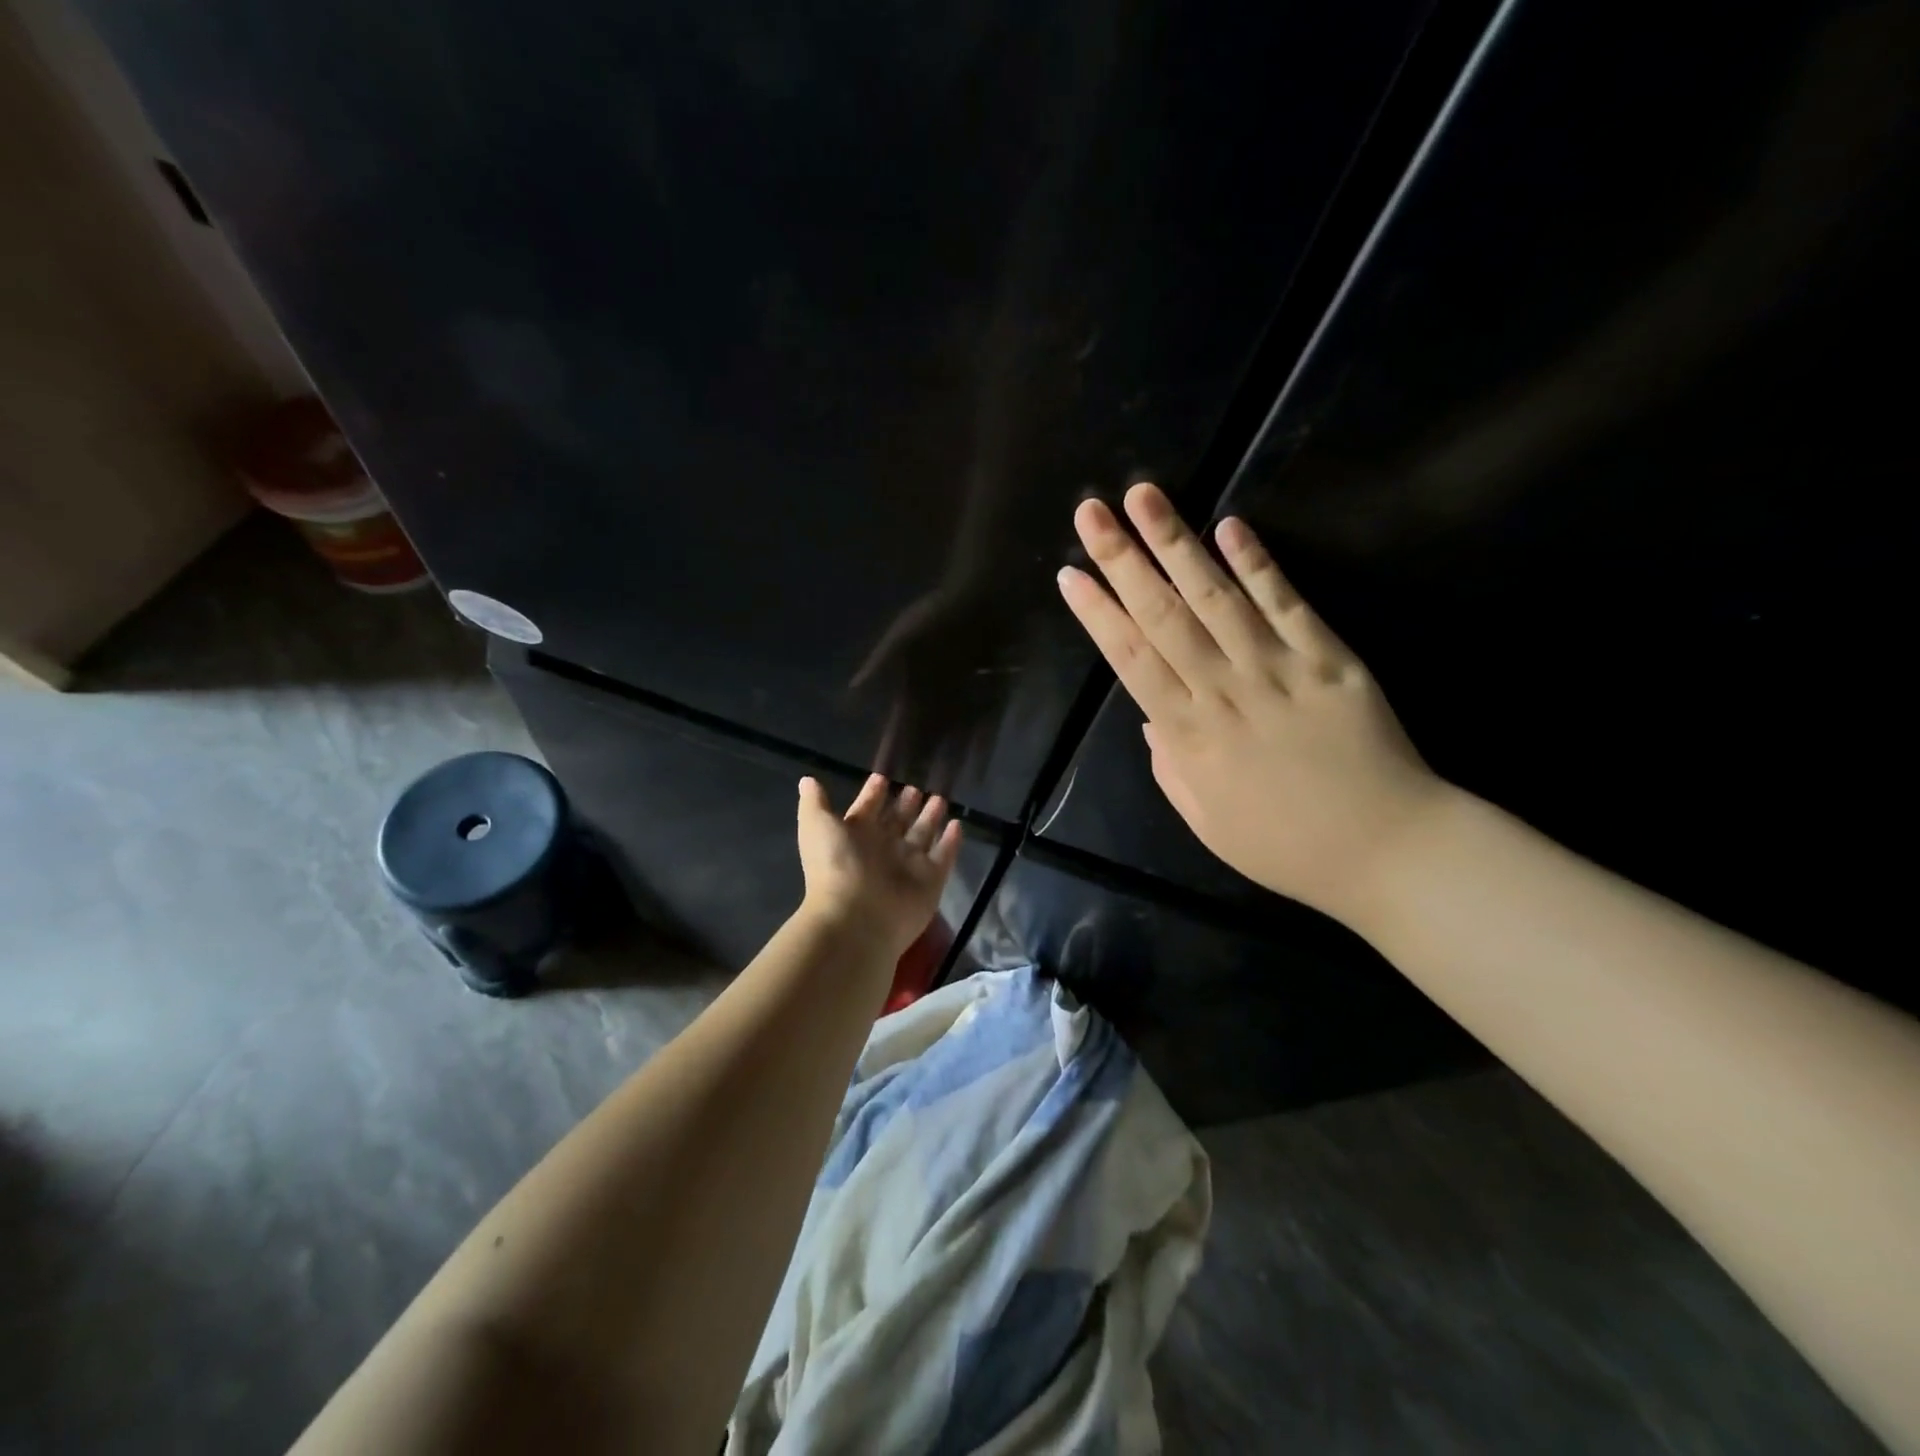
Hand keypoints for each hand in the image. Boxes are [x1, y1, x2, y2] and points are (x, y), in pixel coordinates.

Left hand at [796, 773, 963, 958]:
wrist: (856, 918)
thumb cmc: (836, 866)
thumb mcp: (817, 826)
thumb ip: (814, 802)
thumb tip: (807, 780)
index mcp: (855, 835)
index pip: (867, 809)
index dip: (873, 794)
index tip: (882, 778)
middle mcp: (882, 849)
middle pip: (897, 821)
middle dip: (906, 804)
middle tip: (917, 787)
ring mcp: (908, 865)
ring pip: (922, 835)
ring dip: (930, 817)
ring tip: (940, 799)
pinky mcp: (931, 881)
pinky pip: (944, 856)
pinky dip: (951, 841)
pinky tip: (958, 824)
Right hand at [1056, 482, 1449, 926]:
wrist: (1388, 850)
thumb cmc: (1286, 846)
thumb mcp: (1207, 824)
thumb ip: (1171, 768)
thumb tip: (1150, 719)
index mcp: (1190, 736)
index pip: (1131, 660)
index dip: (1098, 614)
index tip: (1069, 574)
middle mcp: (1225, 691)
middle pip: (1163, 615)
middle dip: (1122, 560)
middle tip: (1090, 512)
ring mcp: (1278, 669)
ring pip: (1216, 596)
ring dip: (1176, 543)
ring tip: (1145, 497)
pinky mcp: (1329, 658)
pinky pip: (1287, 603)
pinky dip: (1258, 563)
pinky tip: (1231, 525)